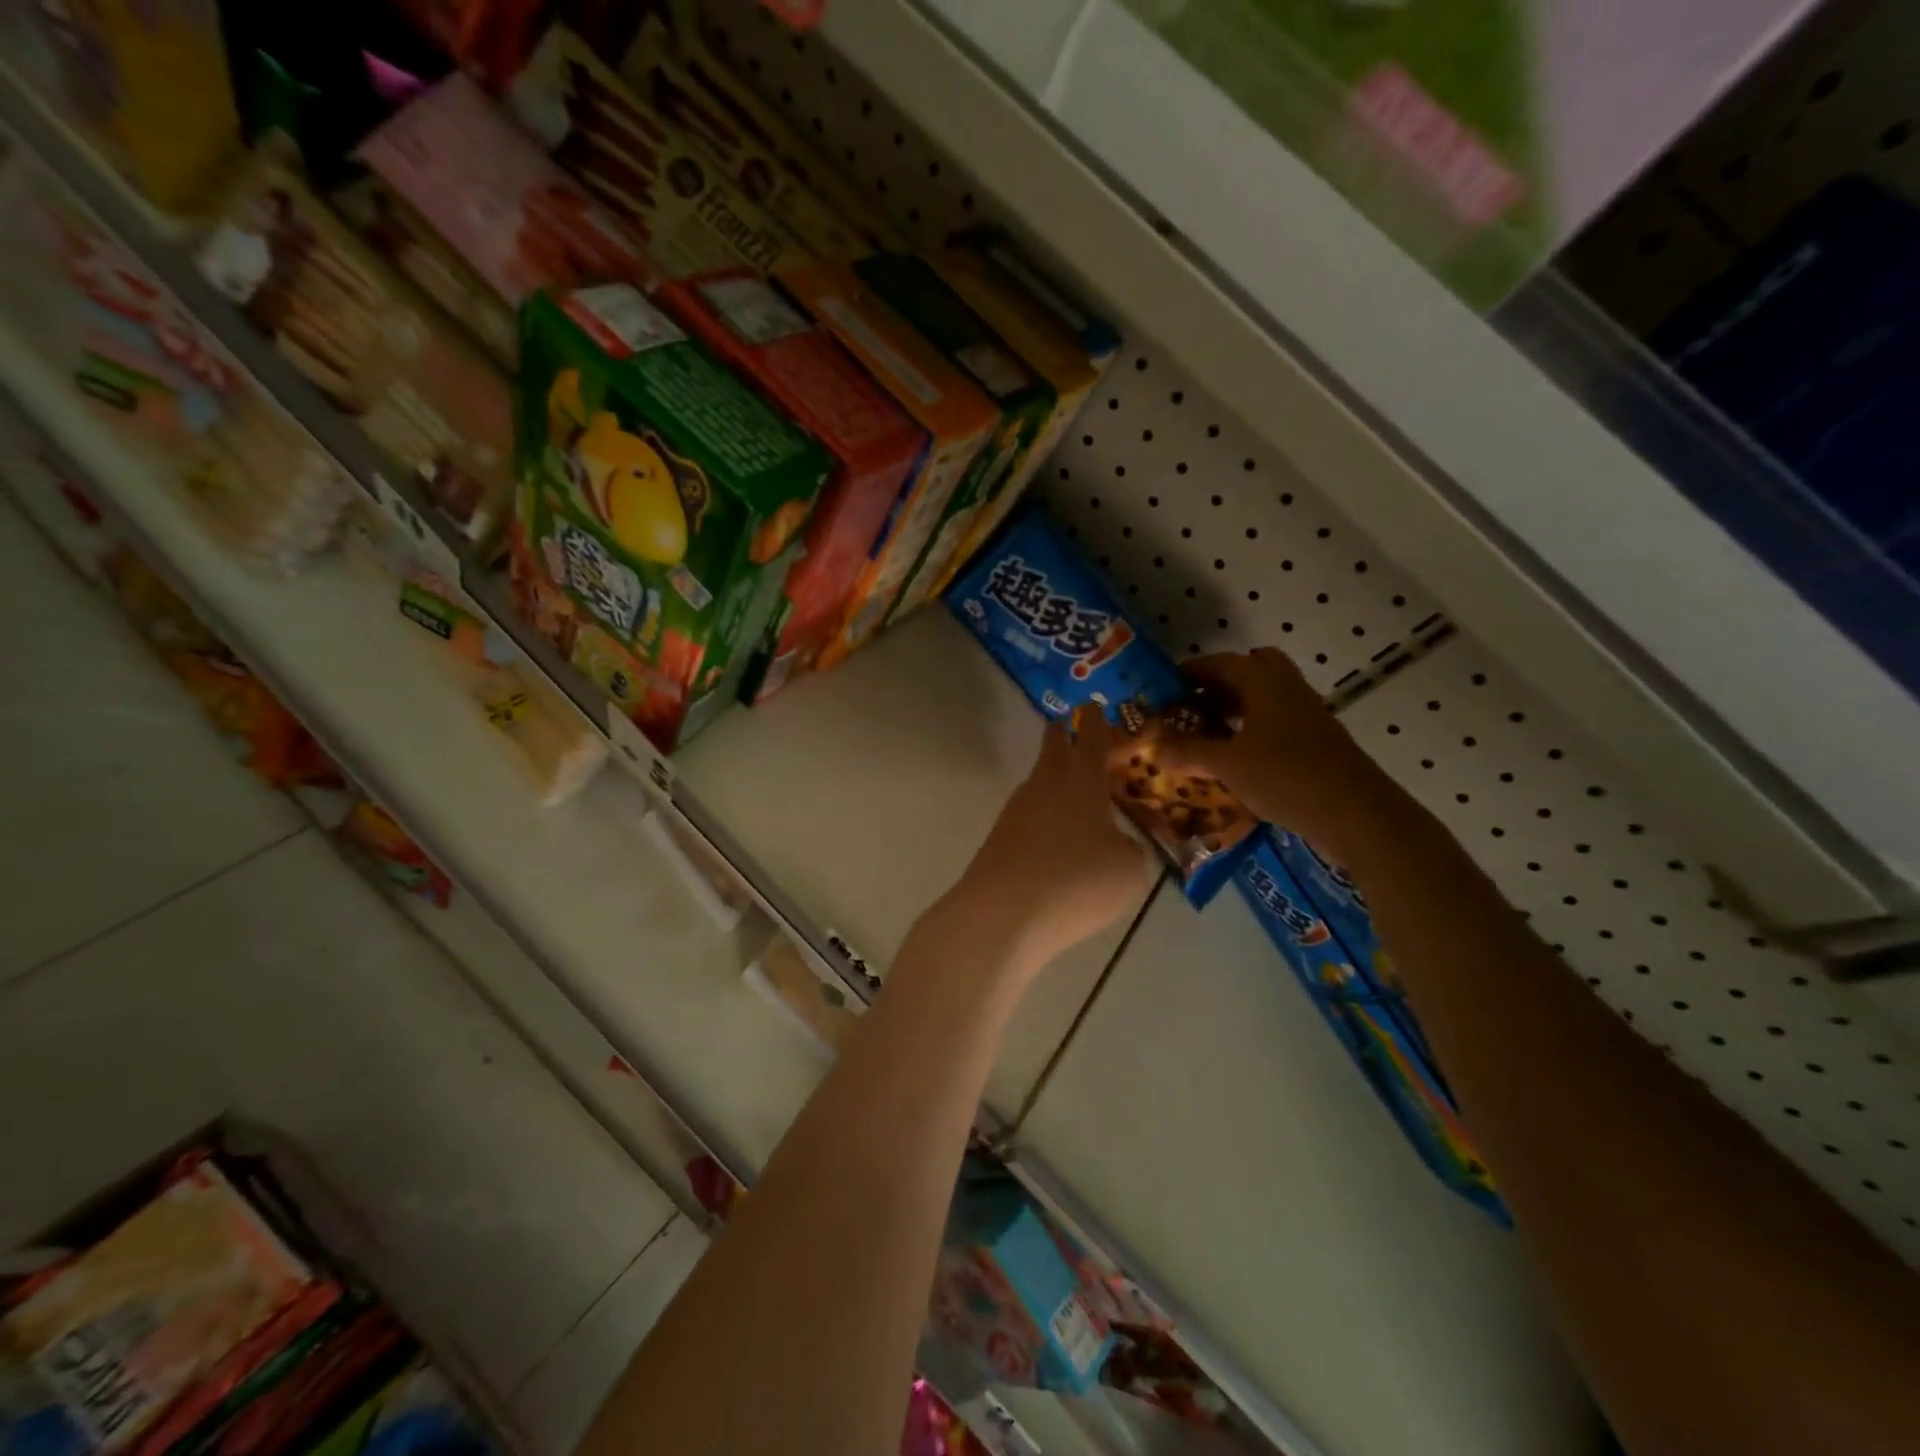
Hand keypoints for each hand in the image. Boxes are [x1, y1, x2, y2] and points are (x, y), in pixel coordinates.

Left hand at [955, 711, 1156, 971]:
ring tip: (1073, 791)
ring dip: (1054, 780)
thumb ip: (1129, 848)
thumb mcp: (1129, 868)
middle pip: (1053, 749)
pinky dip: (1045, 819)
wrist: (1002, 914)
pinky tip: (1056, 840)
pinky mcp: (1000, 841)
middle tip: (1069, 725)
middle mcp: (1045, 786)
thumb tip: (1114, 844)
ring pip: (1039, 784)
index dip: (1096, 720)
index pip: (1091, 738)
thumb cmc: (1076, 880)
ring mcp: (1016, 812)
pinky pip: (1030, 819)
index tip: (1092, 704)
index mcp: (1081, 780)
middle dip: (1063, 734)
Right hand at [1158, 649, 1405, 858]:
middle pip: (1251, 670)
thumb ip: (1188, 753)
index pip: (1221, 663)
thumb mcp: (1228, 765)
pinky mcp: (1318, 739)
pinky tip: (1238, 756)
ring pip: (1266, 696)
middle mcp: (1288, 688)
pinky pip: (1278, 720)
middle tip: (1192, 706)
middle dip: (1220, 683)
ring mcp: (1307, 713)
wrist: (1357, 813)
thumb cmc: (1286, 777)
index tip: (1165, 687)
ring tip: (1207, 732)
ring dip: (1237, 706)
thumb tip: (1152, 747)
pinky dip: (1254, 728)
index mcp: (1264, 682)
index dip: (1191, 672)